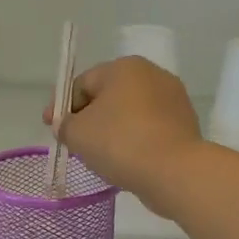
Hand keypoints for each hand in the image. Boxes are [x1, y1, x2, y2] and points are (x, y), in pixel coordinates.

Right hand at [44, 57, 203, 211]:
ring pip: (131, 114)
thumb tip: (67, 124)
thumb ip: (64, 124)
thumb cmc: (120, 143)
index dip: (63, 107)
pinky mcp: (185, 124)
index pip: (82, 83)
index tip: (53, 129)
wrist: (174, 171)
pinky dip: (135, 141)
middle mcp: (152, 74)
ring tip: (101, 156)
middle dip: (89, 118)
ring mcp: (174, 99)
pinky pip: (149, 130)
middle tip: (75, 143)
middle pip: (108, 96)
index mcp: (124, 67)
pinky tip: (127, 161)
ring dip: (113, 130)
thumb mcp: (77, 133)